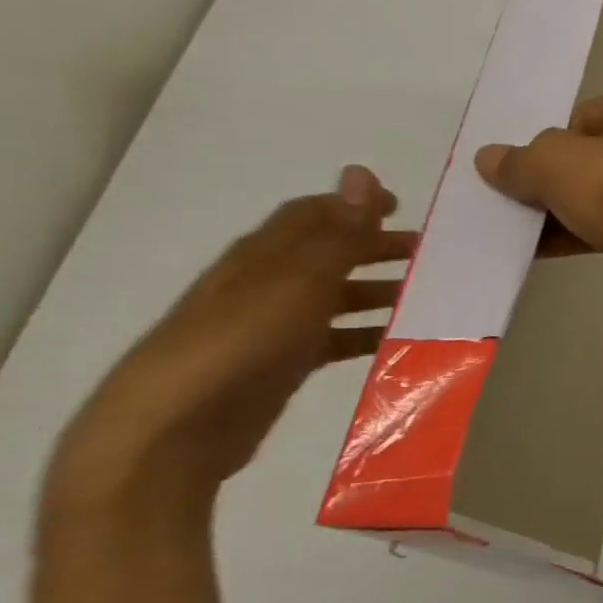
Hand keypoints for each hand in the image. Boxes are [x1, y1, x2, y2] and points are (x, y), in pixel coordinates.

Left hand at [46, 167, 416, 522]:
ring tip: (424, 298)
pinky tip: (396, 343)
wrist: (174, 429)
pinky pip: (335, 340)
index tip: (404, 207)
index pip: (313, 215)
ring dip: (378, 292)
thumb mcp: (298, 281)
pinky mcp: (282, 365)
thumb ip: (338, 233)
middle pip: (328, 254)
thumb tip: (362, 173)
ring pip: (335, 298)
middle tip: (428, 254)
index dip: (356, 206)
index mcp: (264, 257)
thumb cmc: (240, 342)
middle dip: (376, 248)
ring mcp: (273, 327)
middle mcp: (266, 285)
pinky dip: (367, 335)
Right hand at [473, 76, 602, 336]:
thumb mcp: (560, 164)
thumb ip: (522, 161)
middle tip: (508, 200)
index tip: (527, 168)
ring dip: (561, 212)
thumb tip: (491, 160)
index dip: (552, 142)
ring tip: (510, 230)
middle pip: (594, 155)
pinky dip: (580, 236)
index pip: (587, 114)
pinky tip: (537, 252)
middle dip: (553, 179)